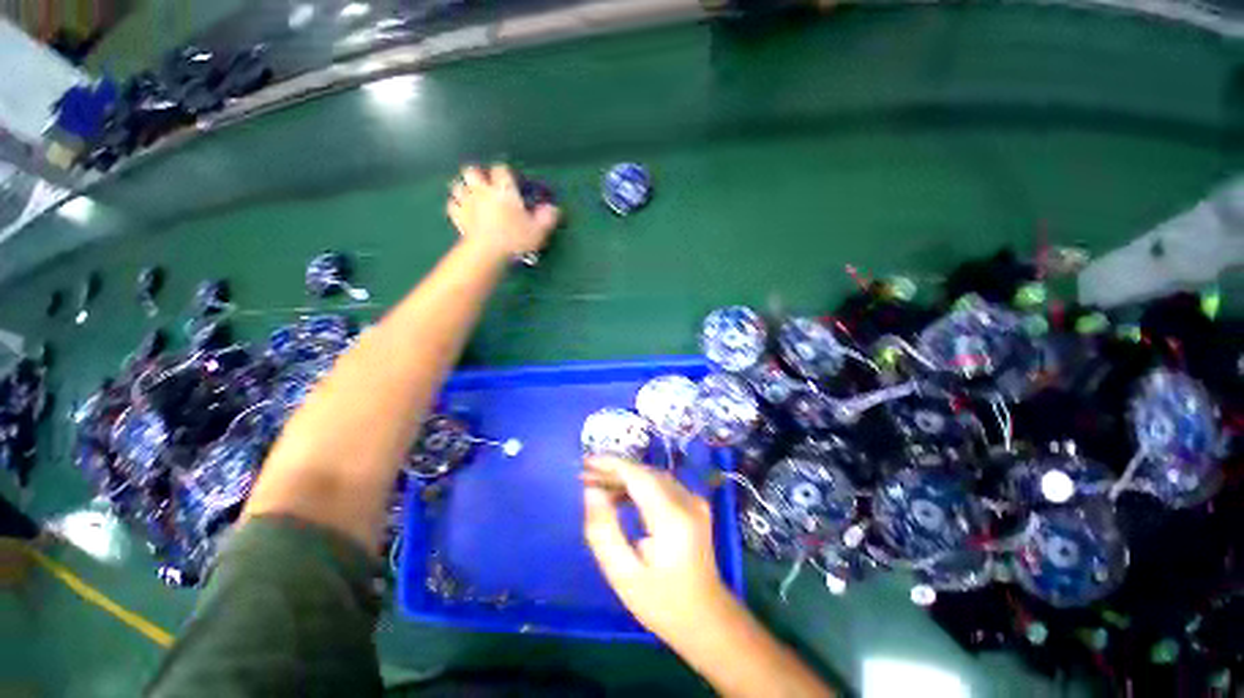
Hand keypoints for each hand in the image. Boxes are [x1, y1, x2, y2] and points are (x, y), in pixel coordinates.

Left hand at [447, 164, 559, 258]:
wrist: (488, 253)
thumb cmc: (515, 239)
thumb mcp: (539, 230)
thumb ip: (547, 218)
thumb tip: (553, 209)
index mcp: (503, 190)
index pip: (501, 169)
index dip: (506, 173)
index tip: (512, 182)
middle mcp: (483, 190)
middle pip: (473, 170)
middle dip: (479, 175)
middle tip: (488, 186)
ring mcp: (467, 203)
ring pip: (458, 185)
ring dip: (465, 188)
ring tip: (474, 196)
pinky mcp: (457, 217)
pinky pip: (452, 204)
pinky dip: (457, 205)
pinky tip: (464, 212)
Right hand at [582, 456, 734, 645]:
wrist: (707, 618)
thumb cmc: (662, 602)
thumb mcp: (623, 574)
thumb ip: (603, 531)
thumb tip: (591, 492)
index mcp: (671, 517)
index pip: (637, 476)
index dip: (610, 464)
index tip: (585, 462)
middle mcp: (687, 500)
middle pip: (645, 472)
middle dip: (614, 470)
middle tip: (585, 477)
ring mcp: (694, 500)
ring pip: (652, 476)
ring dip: (624, 476)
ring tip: (597, 485)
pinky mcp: (694, 504)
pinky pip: (661, 484)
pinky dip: (638, 485)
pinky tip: (620, 495)